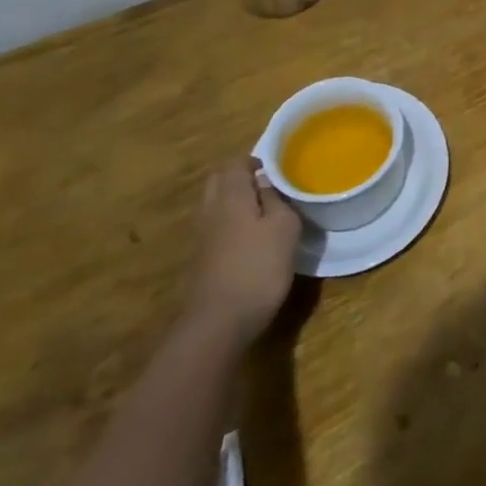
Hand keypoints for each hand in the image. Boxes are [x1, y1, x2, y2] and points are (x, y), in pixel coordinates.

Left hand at [184, 160, 300, 343]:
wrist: (217, 324)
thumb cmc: (258, 268)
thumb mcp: (284, 228)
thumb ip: (276, 199)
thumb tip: (266, 180)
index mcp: (231, 196)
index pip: (235, 163)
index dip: (254, 160)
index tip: (275, 168)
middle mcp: (211, 210)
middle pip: (219, 181)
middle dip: (239, 177)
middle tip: (266, 185)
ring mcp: (202, 237)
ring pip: (214, 205)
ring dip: (233, 201)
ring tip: (261, 211)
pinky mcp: (201, 261)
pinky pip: (214, 228)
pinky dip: (229, 224)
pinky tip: (248, 239)